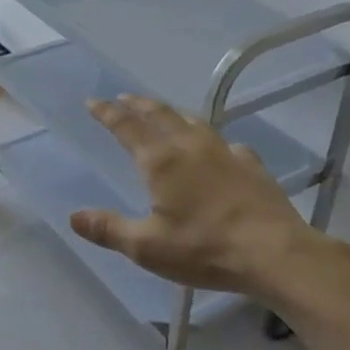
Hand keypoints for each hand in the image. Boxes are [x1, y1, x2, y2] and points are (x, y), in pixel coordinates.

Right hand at [70, 94, 349, 301]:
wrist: (275, 252)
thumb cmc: (205, 249)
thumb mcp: (147, 247)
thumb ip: (109, 229)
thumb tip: (73, 216)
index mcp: (160, 161)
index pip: (127, 126)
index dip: (107, 113)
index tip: (93, 102)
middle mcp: (190, 146)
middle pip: (160, 114)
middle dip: (138, 104)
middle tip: (124, 97)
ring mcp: (224, 152)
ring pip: (192, 121)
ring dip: (171, 112)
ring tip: (163, 112)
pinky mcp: (251, 165)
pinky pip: (225, 143)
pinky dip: (210, 139)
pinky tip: (217, 148)